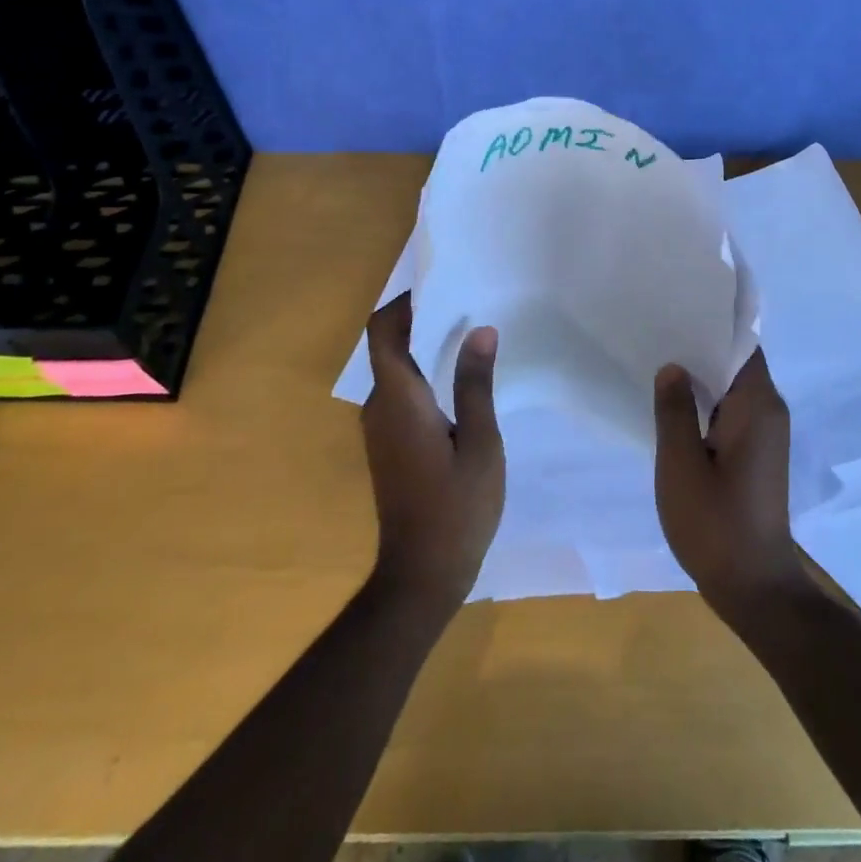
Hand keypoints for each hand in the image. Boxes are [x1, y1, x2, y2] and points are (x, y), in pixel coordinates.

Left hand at [362, 293, 505, 614]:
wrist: (421, 576)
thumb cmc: (456, 508)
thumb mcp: (481, 443)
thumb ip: (476, 384)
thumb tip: (480, 329)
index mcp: (399, 399)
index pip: (382, 332)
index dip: (402, 304)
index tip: (440, 286)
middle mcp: (380, 407)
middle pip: (388, 346)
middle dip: (420, 320)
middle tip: (467, 305)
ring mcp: (380, 429)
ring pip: (395, 371)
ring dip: (423, 348)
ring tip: (469, 336)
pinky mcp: (388, 446)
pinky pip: (400, 394)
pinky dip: (423, 375)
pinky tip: (459, 383)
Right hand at [653, 350, 811, 621]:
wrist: (754, 587)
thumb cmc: (715, 524)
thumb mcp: (681, 464)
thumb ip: (674, 410)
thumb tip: (673, 367)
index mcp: (758, 405)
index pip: (742, 344)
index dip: (713, 323)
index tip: (678, 308)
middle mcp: (769, 411)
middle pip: (736, 361)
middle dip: (700, 346)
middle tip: (657, 330)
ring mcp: (765, 433)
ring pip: (732, 387)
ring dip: (701, 375)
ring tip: (658, 358)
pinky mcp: (756, 453)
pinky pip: (731, 410)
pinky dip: (707, 401)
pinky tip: (673, 402)